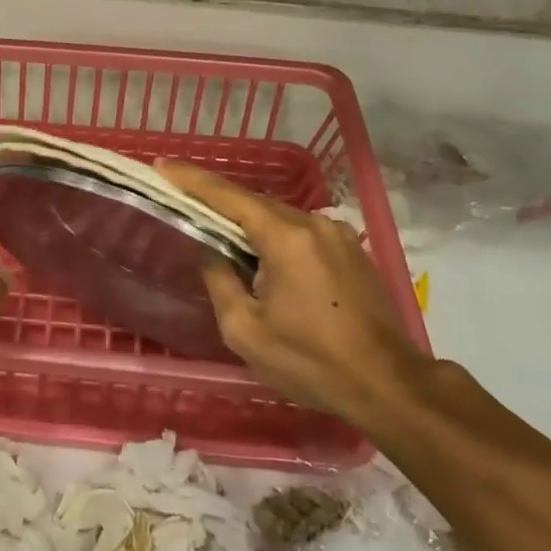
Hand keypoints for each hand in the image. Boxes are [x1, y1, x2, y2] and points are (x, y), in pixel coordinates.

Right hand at [157, 161, 428, 426]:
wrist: (389, 385)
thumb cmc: (311, 361)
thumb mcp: (245, 330)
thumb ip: (220, 281)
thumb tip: (212, 253)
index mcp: (285, 238)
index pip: (228, 197)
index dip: (192, 179)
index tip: (161, 164)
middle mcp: (314, 224)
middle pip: (254, 203)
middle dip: (217, 200)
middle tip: (181, 198)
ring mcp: (339, 235)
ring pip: (279, 218)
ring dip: (247, 222)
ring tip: (217, 231)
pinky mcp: (352, 252)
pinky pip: (301, 233)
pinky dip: (274, 236)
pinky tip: (262, 255)